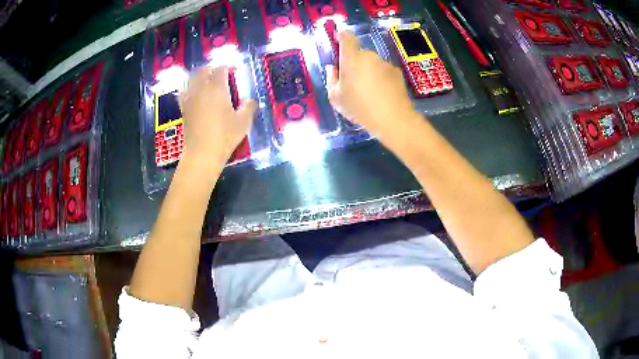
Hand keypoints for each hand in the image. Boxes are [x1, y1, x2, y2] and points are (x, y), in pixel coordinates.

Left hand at [180, 66, 255, 164]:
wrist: (202, 154)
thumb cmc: (225, 136)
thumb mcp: (243, 122)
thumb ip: (249, 107)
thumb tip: (251, 100)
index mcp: (217, 88)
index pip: (220, 69)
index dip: (227, 66)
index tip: (233, 69)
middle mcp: (201, 89)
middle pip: (203, 70)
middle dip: (211, 69)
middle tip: (219, 73)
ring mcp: (190, 99)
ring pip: (192, 79)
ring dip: (199, 76)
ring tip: (206, 80)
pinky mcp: (184, 109)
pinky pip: (185, 93)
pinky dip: (190, 89)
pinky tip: (194, 93)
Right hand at [326, 31, 416, 136]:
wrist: (393, 119)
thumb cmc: (359, 108)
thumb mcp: (336, 98)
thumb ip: (332, 79)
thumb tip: (333, 68)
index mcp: (351, 59)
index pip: (346, 38)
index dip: (342, 35)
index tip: (338, 38)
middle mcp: (369, 56)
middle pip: (359, 54)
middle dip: (355, 63)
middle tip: (353, 82)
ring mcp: (385, 63)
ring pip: (373, 64)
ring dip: (369, 72)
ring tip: (370, 92)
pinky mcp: (397, 72)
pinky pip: (384, 71)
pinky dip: (382, 78)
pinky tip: (382, 94)